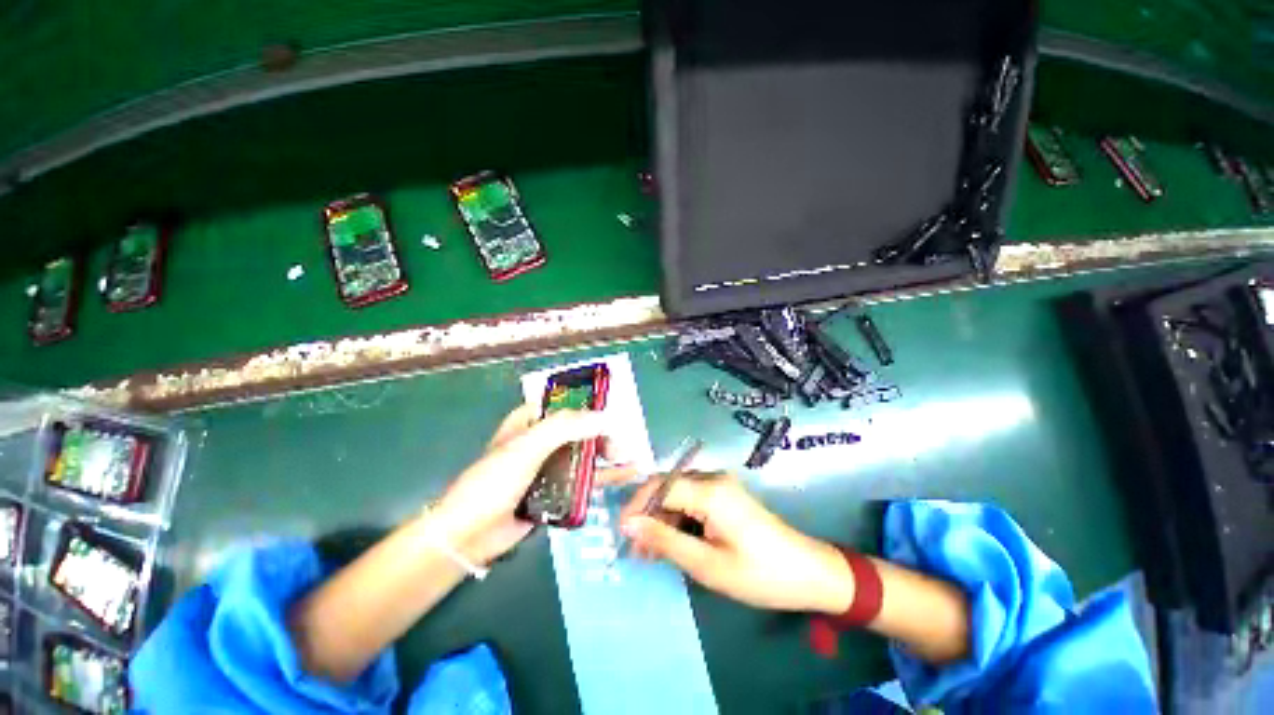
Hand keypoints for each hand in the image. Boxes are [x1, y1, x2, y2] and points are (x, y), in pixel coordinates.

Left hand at [433, 405, 634, 564]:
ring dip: (606, 455)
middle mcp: (539, 441)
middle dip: (601, 434)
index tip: (609, 410)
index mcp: (528, 422)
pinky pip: (582, 479)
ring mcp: (547, 467)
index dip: (586, 404)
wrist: (470, 535)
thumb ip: (566, 427)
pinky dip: (602, 476)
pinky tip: (624, 476)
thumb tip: (606, 417)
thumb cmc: (495, 481)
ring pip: (582, 454)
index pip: (562, 404)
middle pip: (578, 430)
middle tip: (620, 443)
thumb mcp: (528, 446)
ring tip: (631, 459)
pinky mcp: (554, 491)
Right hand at [617, 473, 851, 613]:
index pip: (660, 486)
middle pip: (668, 488)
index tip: (621, 533)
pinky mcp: (725, 496)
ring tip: (651, 552)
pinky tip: (673, 543)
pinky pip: (692, 501)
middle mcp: (713, 479)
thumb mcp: (707, 564)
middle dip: (648, 515)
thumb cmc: (759, 574)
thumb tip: (629, 523)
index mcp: (710, 490)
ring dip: (662, 520)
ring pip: (678, 495)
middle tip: (636, 549)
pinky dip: (679, 520)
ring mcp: (721, 486)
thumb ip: (665, 540)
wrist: (809, 573)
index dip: (637, 507)